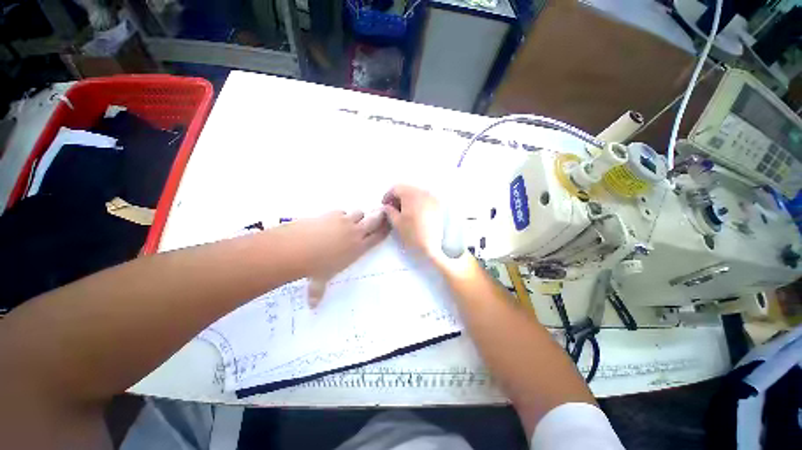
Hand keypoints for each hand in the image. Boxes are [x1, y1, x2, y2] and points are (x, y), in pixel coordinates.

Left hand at [281, 210, 389, 304]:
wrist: (299, 248)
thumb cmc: (314, 267)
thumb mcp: (320, 281)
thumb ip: (318, 292)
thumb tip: (312, 307)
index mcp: (358, 249)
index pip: (377, 237)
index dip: (384, 231)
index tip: (389, 225)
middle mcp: (355, 233)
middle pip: (374, 220)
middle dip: (378, 216)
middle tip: (380, 213)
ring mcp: (345, 222)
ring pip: (359, 213)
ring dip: (357, 216)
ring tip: (349, 221)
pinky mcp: (333, 214)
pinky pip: (342, 211)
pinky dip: (339, 215)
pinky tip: (331, 220)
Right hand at [381, 184, 450, 267]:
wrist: (430, 246)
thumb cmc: (411, 234)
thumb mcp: (396, 222)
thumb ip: (389, 211)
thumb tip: (387, 206)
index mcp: (411, 194)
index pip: (396, 188)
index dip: (388, 195)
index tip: (384, 205)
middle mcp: (423, 192)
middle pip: (407, 189)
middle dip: (398, 196)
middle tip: (392, 208)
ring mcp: (432, 198)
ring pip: (416, 193)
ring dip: (408, 199)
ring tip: (403, 211)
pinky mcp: (438, 205)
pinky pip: (424, 198)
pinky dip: (417, 202)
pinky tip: (413, 212)